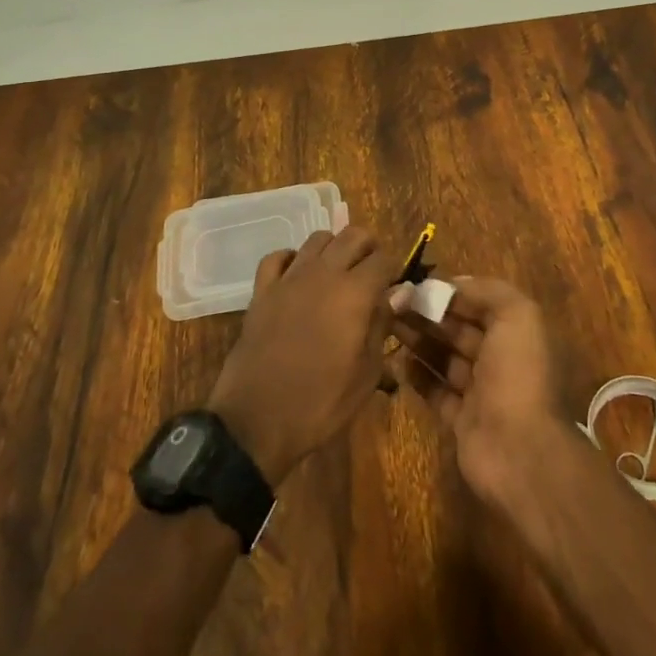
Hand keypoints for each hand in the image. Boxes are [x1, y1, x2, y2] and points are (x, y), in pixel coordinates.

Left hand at [207, 226, 405, 484]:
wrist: (257, 420)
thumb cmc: (321, 403)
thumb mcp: (366, 374)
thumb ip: (382, 325)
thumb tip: (398, 294)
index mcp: (354, 293)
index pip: (383, 259)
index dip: (393, 270)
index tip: (394, 287)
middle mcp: (323, 274)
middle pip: (352, 235)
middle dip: (368, 248)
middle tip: (371, 274)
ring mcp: (288, 278)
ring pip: (317, 239)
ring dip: (334, 249)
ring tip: (338, 274)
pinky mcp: (262, 290)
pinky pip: (278, 257)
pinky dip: (291, 259)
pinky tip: (297, 277)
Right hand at [390, 277, 565, 503]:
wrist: (520, 451)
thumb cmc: (518, 375)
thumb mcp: (517, 316)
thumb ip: (489, 291)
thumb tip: (455, 284)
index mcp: (517, 334)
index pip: (479, 304)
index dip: (450, 293)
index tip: (417, 284)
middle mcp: (500, 361)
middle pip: (459, 330)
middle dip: (429, 314)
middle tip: (394, 302)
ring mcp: (480, 393)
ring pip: (445, 359)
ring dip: (419, 340)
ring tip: (388, 325)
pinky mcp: (461, 421)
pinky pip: (436, 392)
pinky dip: (417, 376)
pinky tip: (395, 360)